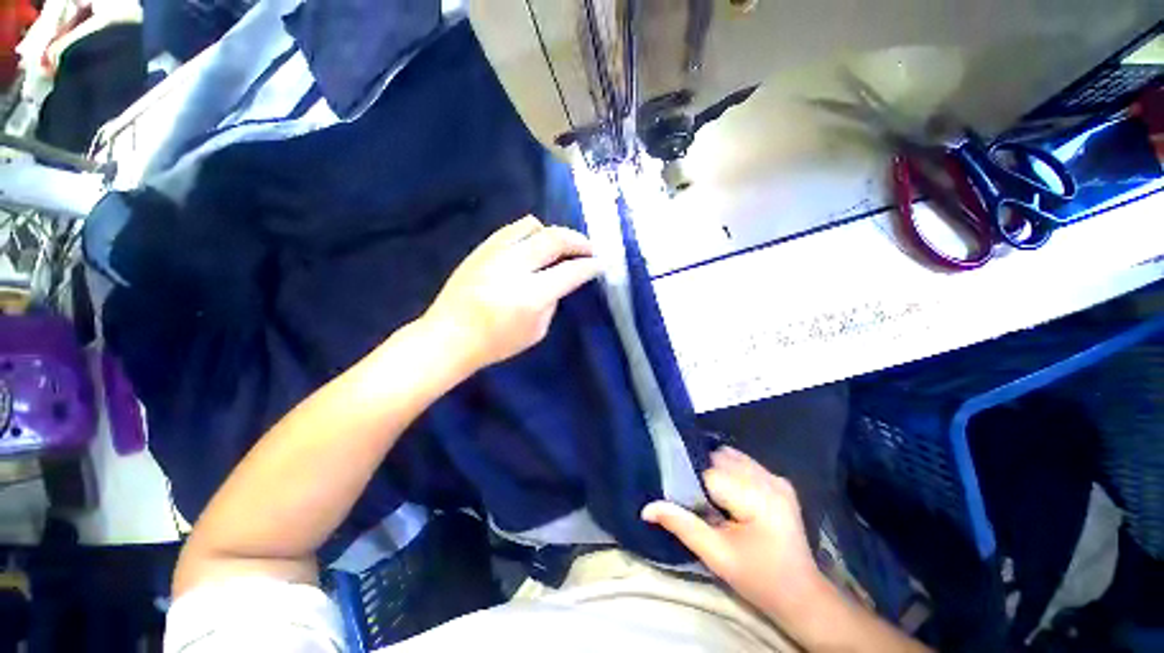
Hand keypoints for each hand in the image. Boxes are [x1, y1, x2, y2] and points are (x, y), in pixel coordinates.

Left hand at [421, 216, 600, 373]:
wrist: (448, 336)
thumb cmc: (495, 343)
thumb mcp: (536, 332)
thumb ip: (551, 302)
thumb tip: (557, 281)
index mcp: (530, 295)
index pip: (570, 272)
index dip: (591, 265)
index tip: (601, 263)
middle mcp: (514, 267)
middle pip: (555, 239)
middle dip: (579, 241)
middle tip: (589, 248)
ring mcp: (495, 254)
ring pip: (533, 226)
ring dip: (555, 233)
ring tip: (562, 244)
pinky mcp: (481, 248)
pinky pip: (512, 229)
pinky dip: (531, 231)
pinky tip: (535, 242)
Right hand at [642, 447, 824, 618]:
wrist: (801, 595)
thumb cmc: (758, 578)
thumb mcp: (716, 555)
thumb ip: (681, 525)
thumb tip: (647, 508)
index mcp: (757, 497)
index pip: (710, 473)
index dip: (692, 483)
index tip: (683, 498)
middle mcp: (769, 479)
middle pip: (720, 459)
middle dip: (703, 474)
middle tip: (695, 498)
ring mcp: (777, 478)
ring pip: (731, 456)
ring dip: (716, 470)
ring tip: (711, 496)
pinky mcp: (780, 481)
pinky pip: (745, 463)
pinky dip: (730, 471)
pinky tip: (728, 493)